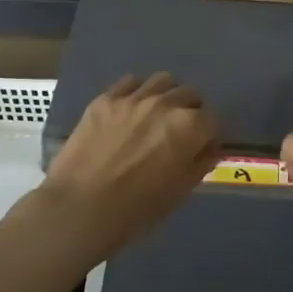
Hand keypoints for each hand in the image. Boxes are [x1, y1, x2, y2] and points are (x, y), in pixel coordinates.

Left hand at [40, 73, 219, 261]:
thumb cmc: (136, 210)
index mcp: (189, 128)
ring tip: (157, 116)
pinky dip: (137, 92)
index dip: (209, 136)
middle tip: (179, 133)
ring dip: (167, 96)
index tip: (201, 148)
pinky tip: (130, 111)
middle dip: (191, 112)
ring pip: (162, 81)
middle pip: (190, 95)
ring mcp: (133, 98)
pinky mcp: (105, 99)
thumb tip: (208, 149)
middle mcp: (165, 104)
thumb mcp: (179, 192)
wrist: (79, 208)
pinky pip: (130, 83)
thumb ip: (199, 164)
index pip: (213, 120)